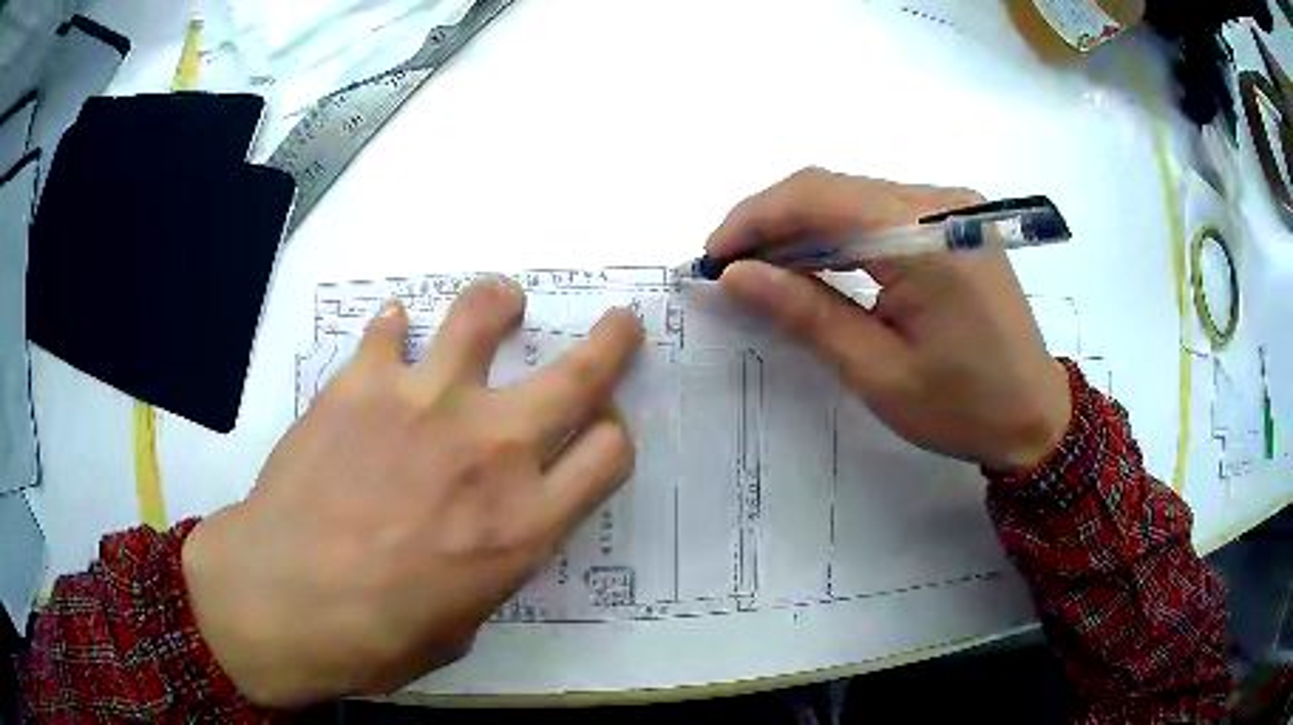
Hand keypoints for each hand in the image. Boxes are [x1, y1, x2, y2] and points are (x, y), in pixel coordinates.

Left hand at [182, 277, 642, 706]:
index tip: (600, 432)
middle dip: (612, 342)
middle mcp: (491, 449)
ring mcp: (424, 403)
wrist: (282, 600)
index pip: (610, 453)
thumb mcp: (464, 623)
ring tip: (500, 303)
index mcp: (525, 523)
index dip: (612, 437)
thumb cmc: (378, 637)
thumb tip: (485, 535)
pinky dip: (396, 330)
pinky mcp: (361, 382)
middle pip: (580, 374)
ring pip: (484, 316)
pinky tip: (392, 337)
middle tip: (619, 323)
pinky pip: (390, 330)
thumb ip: (490, 565)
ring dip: (500, 304)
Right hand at [709, 168, 1070, 472]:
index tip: (715, 257)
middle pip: (831, 187)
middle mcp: (937, 203)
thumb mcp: (878, 372)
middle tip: (735, 267)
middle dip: (771, 220)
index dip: (754, 219)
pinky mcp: (955, 218)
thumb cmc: (962, 408)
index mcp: (923, 239)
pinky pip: (880, 207)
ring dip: (803, 224)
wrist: (1036, 413)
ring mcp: (950, 204)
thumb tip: (739, 274)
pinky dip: (840, 229)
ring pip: (853, 193)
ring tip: (767, 269)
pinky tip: (820, 262)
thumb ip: (807, 313)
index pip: (816, 198)